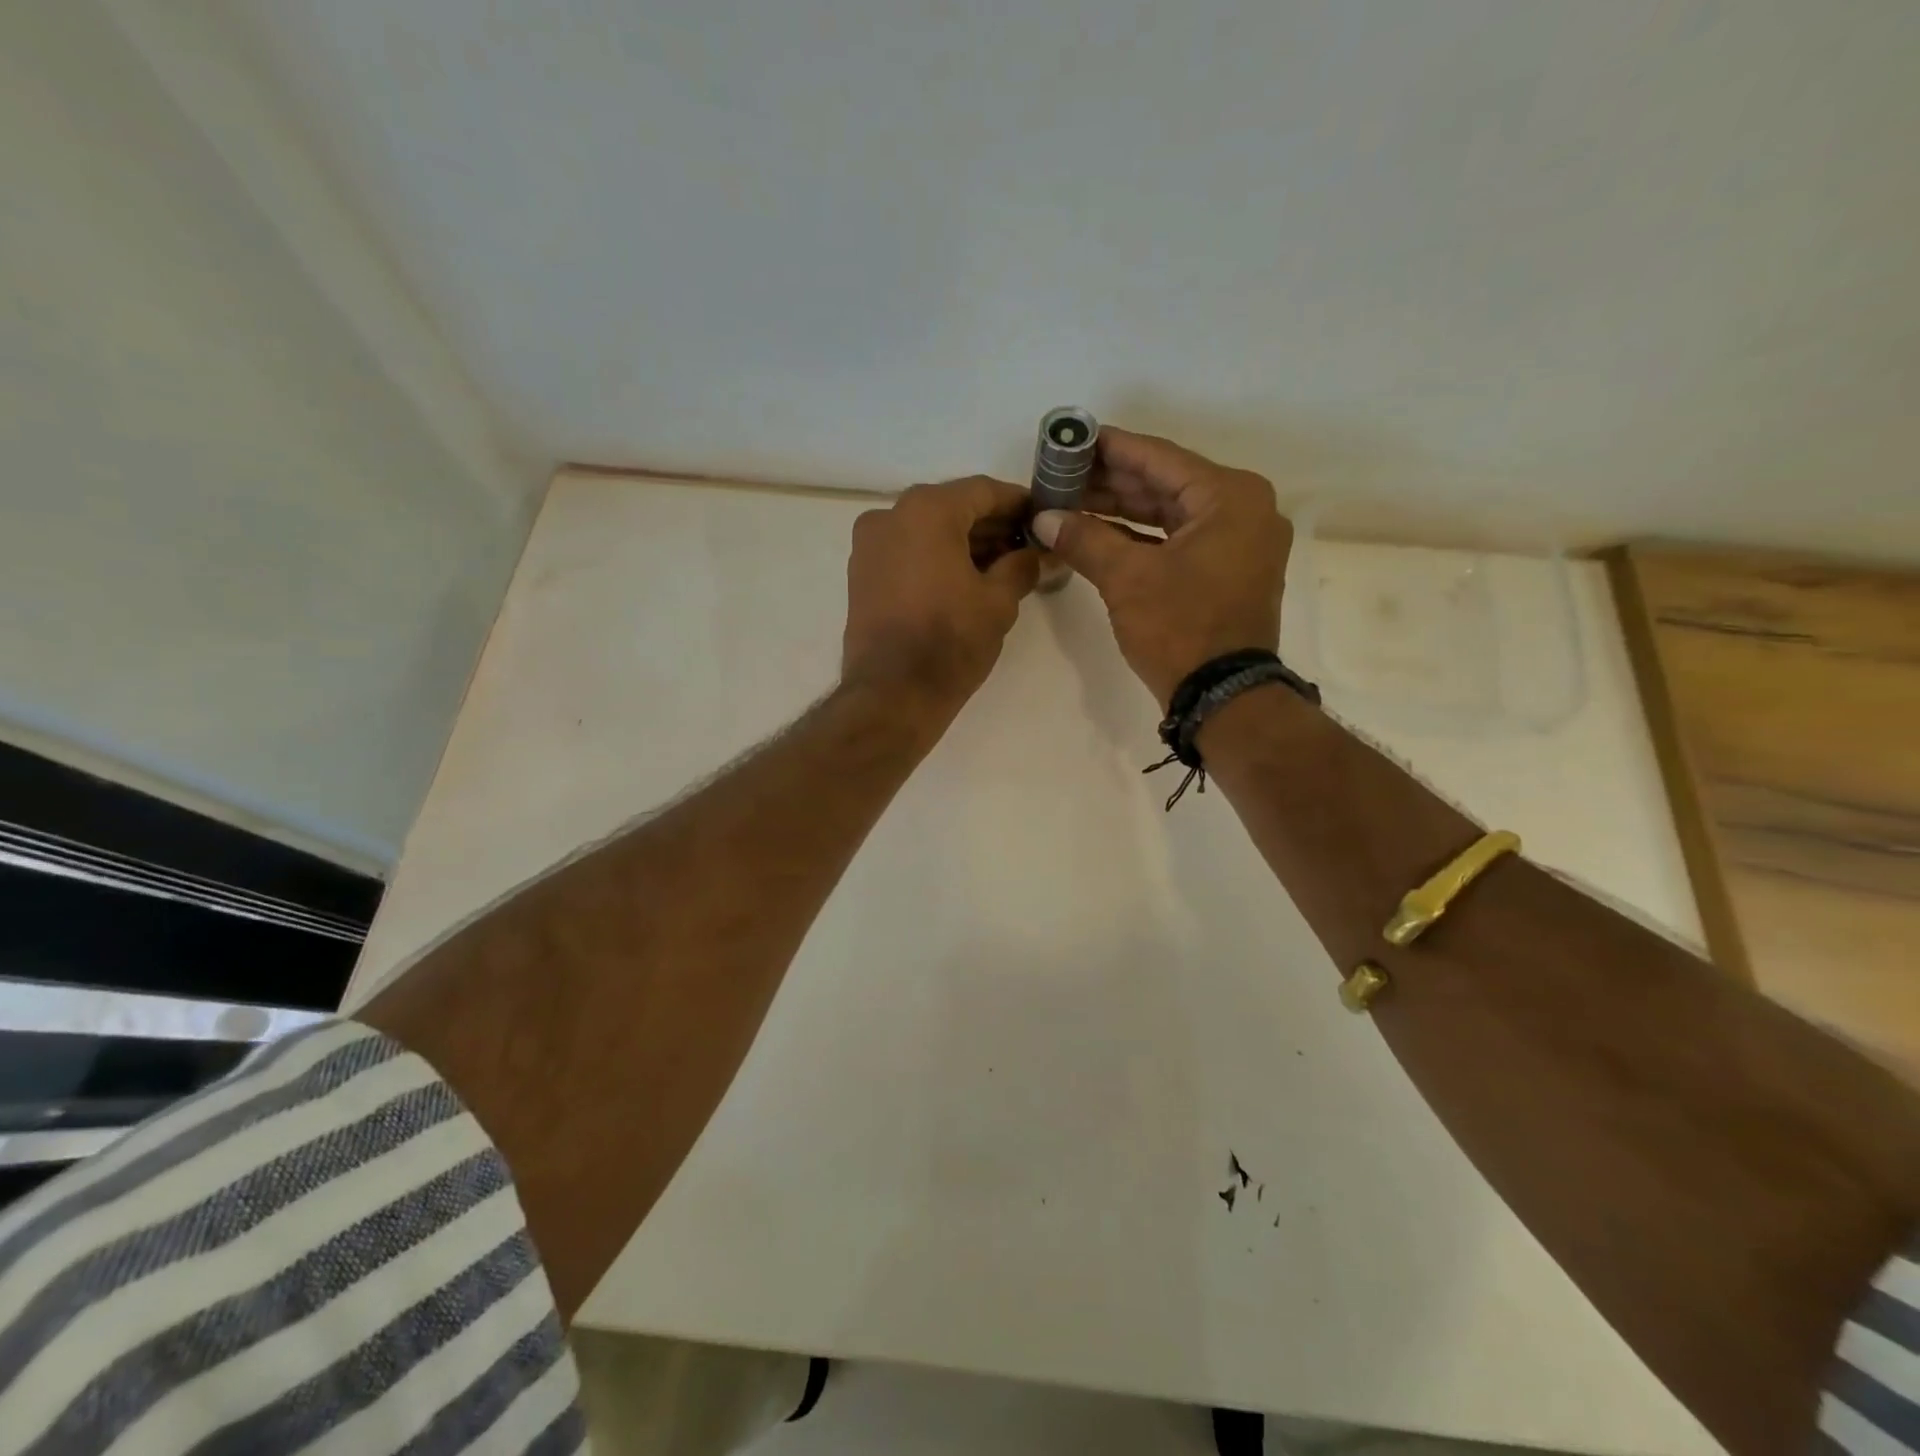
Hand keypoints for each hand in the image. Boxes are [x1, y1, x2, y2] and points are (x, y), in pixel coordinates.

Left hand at [842, 476, 1039, 716]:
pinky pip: (907, 551)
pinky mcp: (861, 574)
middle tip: (1026, 546)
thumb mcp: (999, 601)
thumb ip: (1022, 566)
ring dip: (963, 543)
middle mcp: (890, 515)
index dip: (1017, 503)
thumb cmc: (950, 641)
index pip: (982, 491)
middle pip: (952, 507)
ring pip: (927, 530)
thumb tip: (1037, 554)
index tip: (1042, 517)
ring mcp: (869, 545)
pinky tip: (965, 580)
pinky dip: (936, 557)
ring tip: (1001, 567)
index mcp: (926, 510)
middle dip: (990, 525)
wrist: (892, 693)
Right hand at [1031, 428, 1290, 705]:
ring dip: (1121, 510)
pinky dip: (1140, 538)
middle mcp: (1243, 509)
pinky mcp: (1227, 571)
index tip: (1072, 438)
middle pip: (1165, 484)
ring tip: (1071, 501)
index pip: (1159, 458)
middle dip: (1110, 482)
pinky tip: (1098, 533)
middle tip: (1062, 473)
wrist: (1223, 697)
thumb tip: (1042, 518)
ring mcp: (1239, 542)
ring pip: (1170, 513)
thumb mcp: (1127, 579)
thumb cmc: (1181, 628)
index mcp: (1230, 496)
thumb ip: (1084, 539)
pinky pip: (1178, 540)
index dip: (1110, 448)